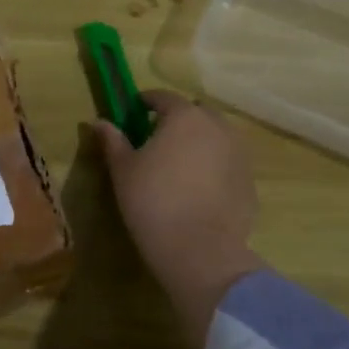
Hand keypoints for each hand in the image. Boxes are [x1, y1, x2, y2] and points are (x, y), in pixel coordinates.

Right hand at [96, 90, 263, 345]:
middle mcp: (217, 127)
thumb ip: (113, 141)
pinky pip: (228, 164)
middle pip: (195, 113)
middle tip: (156, 141)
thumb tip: (99, 121)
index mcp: (185, 116)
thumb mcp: (123, 170)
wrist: (200, 251)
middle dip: (177, 120)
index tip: (134, 111)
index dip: (147, 102)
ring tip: (179, 166)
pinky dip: (214, 168)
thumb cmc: (153, 202)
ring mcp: (239, 154)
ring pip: (216, 137)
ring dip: (199, 142)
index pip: (164, 97)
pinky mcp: (250, 182)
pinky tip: (199, 191)